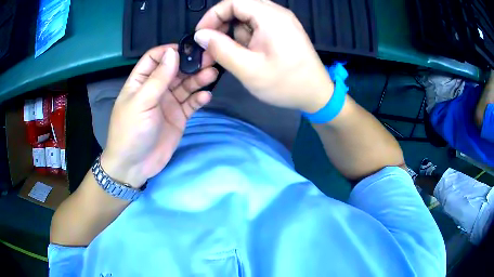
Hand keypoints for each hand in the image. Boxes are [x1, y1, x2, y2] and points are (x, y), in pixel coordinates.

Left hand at [100, 45, 217, 187]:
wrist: (134, 165)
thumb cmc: (131, 131)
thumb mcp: (142, 102)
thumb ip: (158, 78)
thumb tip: (172, 52)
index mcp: (141, 81)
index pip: (155, 58)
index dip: (170, 51)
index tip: (188, 49)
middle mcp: (156, 88)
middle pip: (175, 69)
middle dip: (190, 63)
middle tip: (210, 58)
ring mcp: (168, 102)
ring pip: (186, 85)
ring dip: (198, 79)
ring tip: (212, 74)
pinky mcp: (179, 116)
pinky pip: (191, 103)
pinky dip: (199, 99)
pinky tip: (206, 96)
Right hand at [194, 0, 333, 112]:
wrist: (316, 94)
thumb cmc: (285, 83)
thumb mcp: (248, 69)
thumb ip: (221, 49)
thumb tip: (201, 35)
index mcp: (270, 17)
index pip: (233, 2)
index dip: (212, 15)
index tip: (202, 35)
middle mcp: (277, 13)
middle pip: (240, 6)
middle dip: (222, 25)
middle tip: (214, 46)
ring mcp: (282, 21)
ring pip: (247, 17)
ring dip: (235, 33)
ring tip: (237, 55)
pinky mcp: (283, 30)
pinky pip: (258, 25)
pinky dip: (247, 36)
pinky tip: (250, 54)